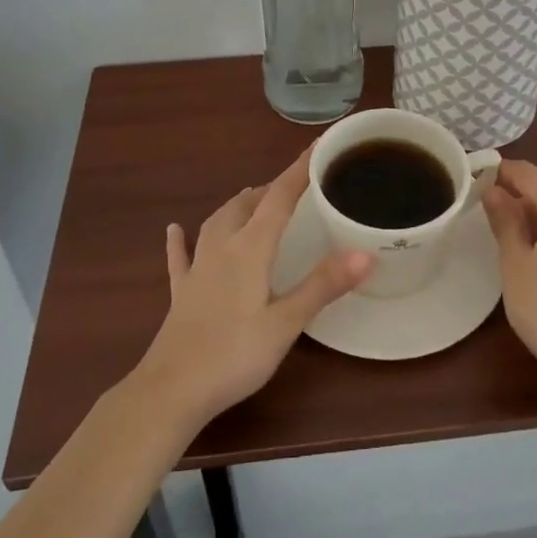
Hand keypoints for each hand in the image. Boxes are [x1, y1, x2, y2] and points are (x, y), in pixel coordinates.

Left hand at [129, 148, 371, 432]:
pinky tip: (174, 230)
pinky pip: (181, 256)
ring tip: (252, 197)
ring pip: (217, 221)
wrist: (170, 391)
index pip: (279, 197)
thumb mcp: (285, 323)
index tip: (319, 146)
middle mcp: (222, 247)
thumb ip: (323, 285)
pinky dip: (181, 240)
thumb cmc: (233, 355)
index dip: (299, 170)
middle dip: (272, 188)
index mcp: (250, 248)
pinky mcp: (181, 292)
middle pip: (248, 204)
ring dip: (238, 205)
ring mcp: (197, 268)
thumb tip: (365, 253)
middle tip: (295, 185)